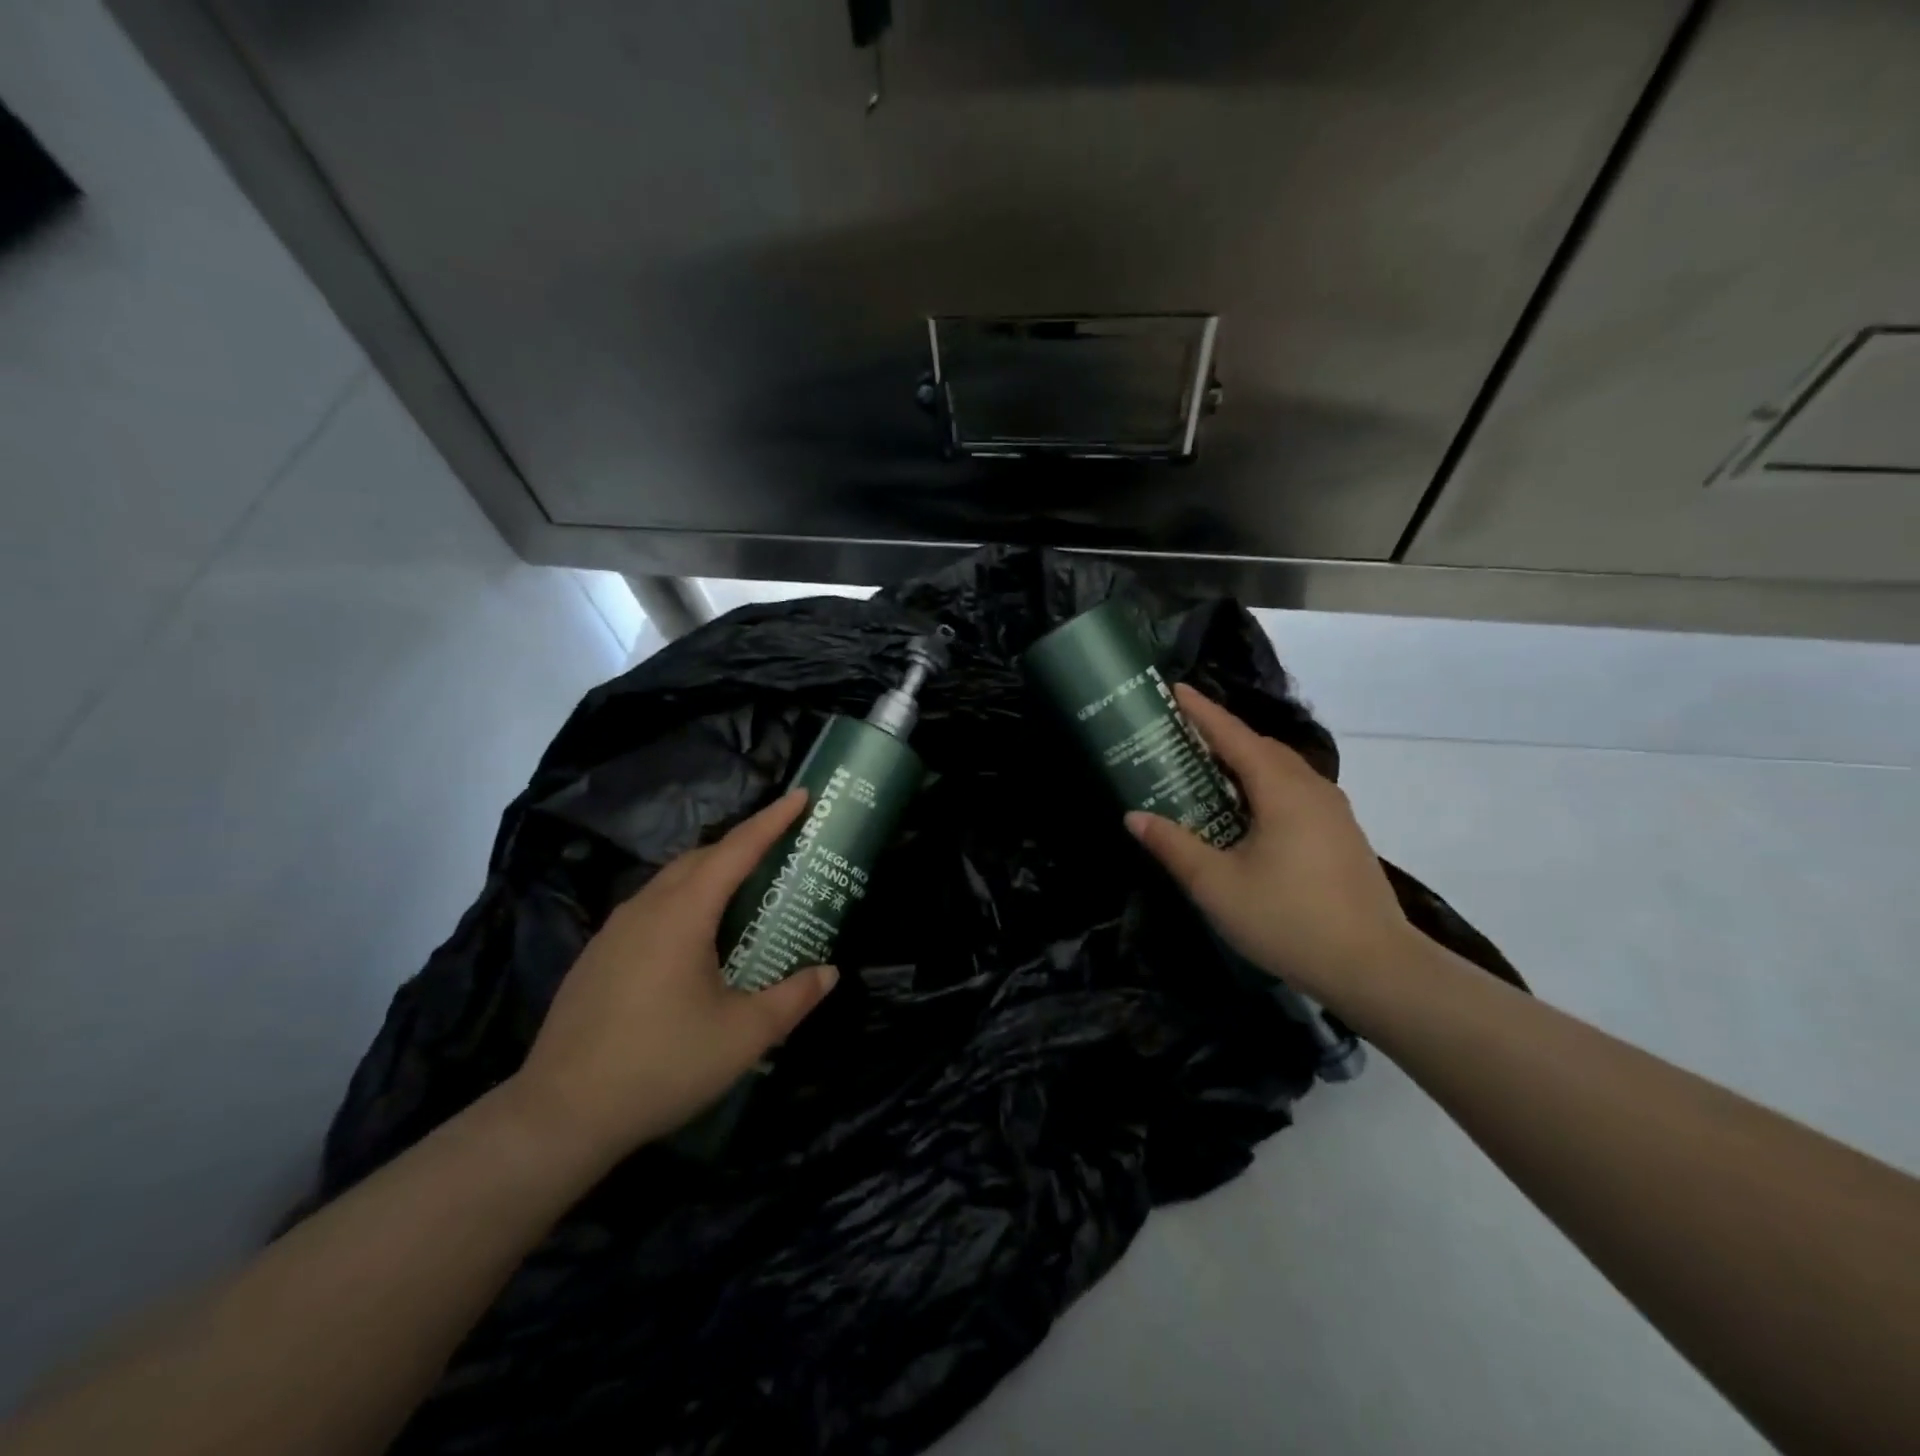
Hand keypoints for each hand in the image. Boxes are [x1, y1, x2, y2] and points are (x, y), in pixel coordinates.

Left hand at [509, 791, 838, 1159]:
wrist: (560, 1115)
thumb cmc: (661, 1065)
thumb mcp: (744, 1036)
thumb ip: (793, 998)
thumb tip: (830, 972)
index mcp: (683, 913)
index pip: (737, 849)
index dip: (772, 820)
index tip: (801, 795)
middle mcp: (646, 908)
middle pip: (701, 857)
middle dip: (743, 844)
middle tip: (781, 849)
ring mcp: (614, 931)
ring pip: (672, 881)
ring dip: (711, 873)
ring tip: (744, 891)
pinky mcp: (598, 956)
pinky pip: (651, 907)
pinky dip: (685, 901)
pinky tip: (695, 940)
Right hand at [1126, 685, 1416, 1001]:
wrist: (1375, 968)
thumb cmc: (1288, 920)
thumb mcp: (1217, 885)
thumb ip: (1173, 846)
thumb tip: (1134, 816)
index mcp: (1282, 790)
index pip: (1234, 736)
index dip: (1202, 712)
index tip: (1175, 691)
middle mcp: (1312, 790)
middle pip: (1262, 748)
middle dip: (1223, 736)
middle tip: (1183, 739)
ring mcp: (1334, 813)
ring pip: (1283, 771)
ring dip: (1247, 763)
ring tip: (1211, 773)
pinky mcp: (1343, 837)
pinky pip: (1297, 793)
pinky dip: (1266, 786)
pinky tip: (1250, 815)